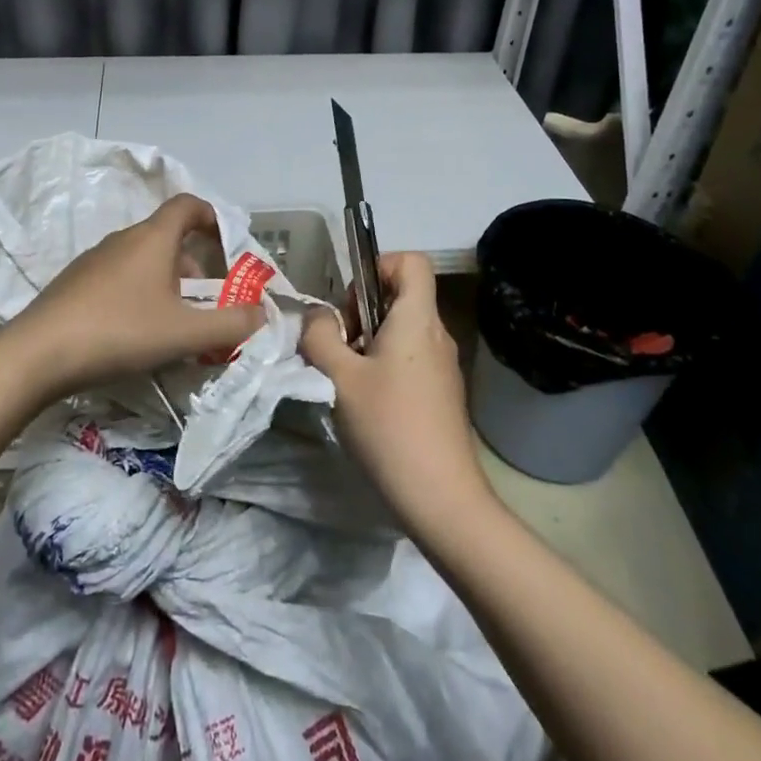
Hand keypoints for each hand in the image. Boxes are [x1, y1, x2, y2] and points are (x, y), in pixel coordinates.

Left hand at [11, 194, 266, 395]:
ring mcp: (94, 259)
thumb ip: (231, 324)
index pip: (187, 205)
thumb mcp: (184, 333)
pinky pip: (119, 276)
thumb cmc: (120, 331)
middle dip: (194, 266)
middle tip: (206, 305)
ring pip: (143, 260)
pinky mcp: (75, 282)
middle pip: (168, 238)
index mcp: (152, 238)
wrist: (39, 352)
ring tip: (173, 325)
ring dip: (167, 283)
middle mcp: (123, 239)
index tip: (228, 241)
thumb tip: (263, 314)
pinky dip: (139, 293)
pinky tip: (135, 332)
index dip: (212, 216)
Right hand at [302, 253, 492, 527]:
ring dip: (368, 340)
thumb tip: (317, 316)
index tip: (351, 302)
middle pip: (401, 296)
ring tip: (344, 375)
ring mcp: (443, 366)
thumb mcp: (339, 377)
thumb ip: (320, 336)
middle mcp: (436, 335)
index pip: (412, 261)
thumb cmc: (389, 427)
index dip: (379, 266)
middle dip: (361, 309)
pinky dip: (383, 364)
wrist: (442, 499)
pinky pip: (409, 358)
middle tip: (337, 344)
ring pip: (401, 330)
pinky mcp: (441, 393)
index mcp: (417, 320)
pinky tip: (365, 401)